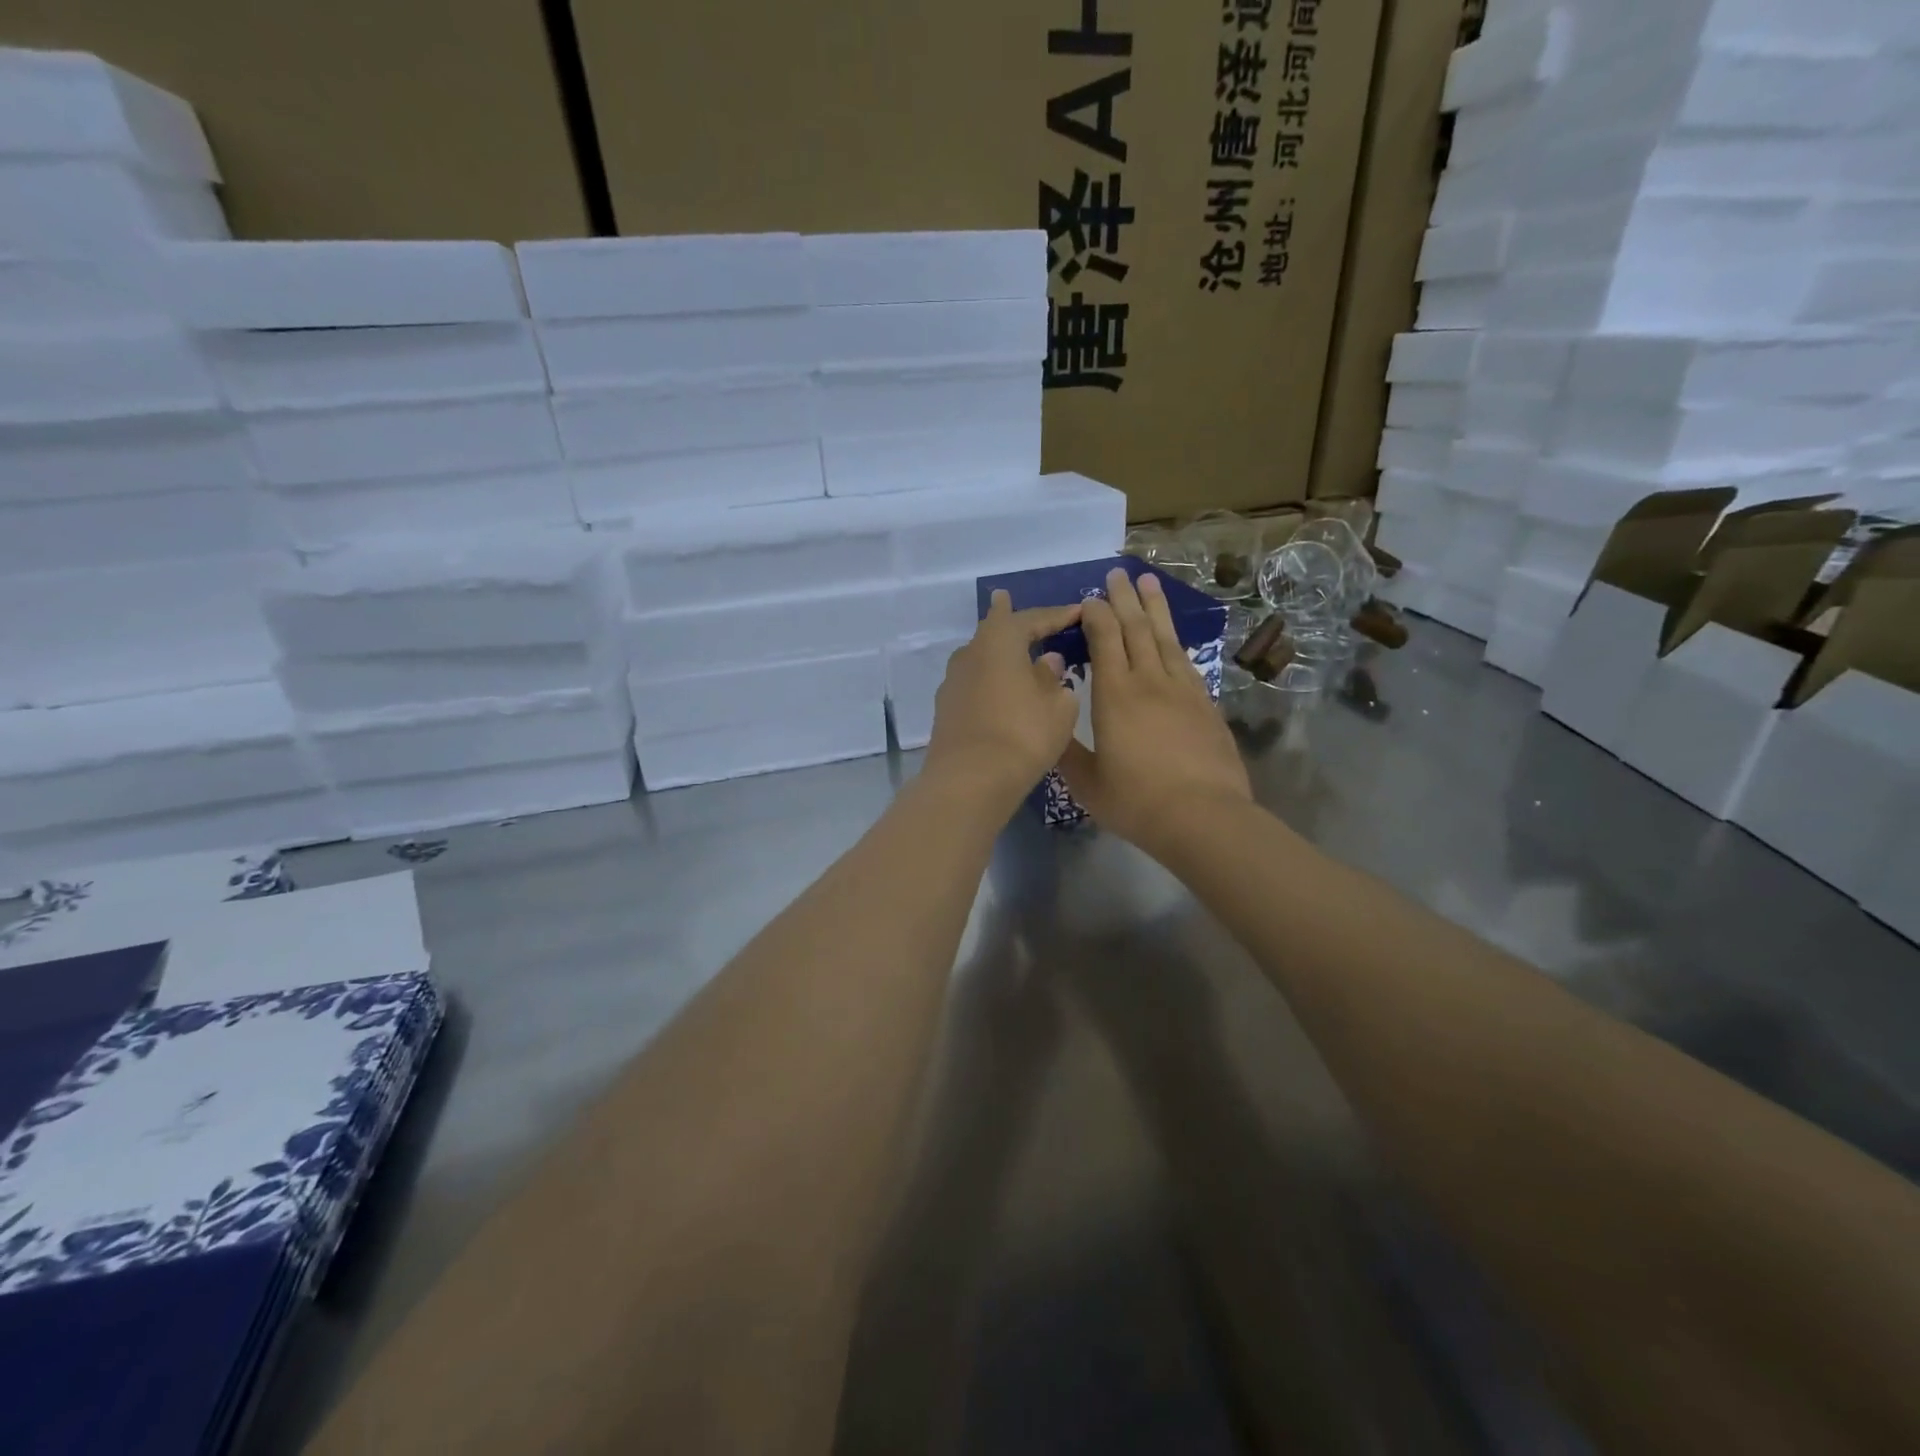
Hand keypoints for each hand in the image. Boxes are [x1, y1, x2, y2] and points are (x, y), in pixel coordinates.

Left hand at [923, 591, 1082, 810]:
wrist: (970, 780)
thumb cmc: (1023, 734)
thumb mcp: (1057, 706)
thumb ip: (1054, 678)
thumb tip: (1046, 662)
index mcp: (1000, 641)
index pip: (1032, 619)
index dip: (1057, 615)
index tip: (1078, 611)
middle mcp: (970, 653)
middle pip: (993, 629)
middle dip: (1007, 617)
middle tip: (1006, 599)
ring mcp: (953, 681)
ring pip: (979, 656)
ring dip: (996, 650)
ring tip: (1005, 644)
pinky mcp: (946, 708)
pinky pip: (974, 682)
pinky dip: (989, 678)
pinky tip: (996, 686)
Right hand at [1058, 568, 1251, 857]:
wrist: (1203, 816)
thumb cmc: (1137, 801)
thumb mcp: (1087, 783)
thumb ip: (1066, 752)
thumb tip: (1050, 728)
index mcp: (1115, 695)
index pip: (1105, 640)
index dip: (1096, 615)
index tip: (1089, 599)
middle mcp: (1149, 681)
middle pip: (1136, 629)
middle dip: (1124, 599)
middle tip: (1117, 574)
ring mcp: (1182, 690)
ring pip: (1165, 638)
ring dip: (1155, 609)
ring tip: (1148, 583)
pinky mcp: (1205, 705)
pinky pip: (1186, 661)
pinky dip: (1176, 642)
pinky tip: (1173, 638)